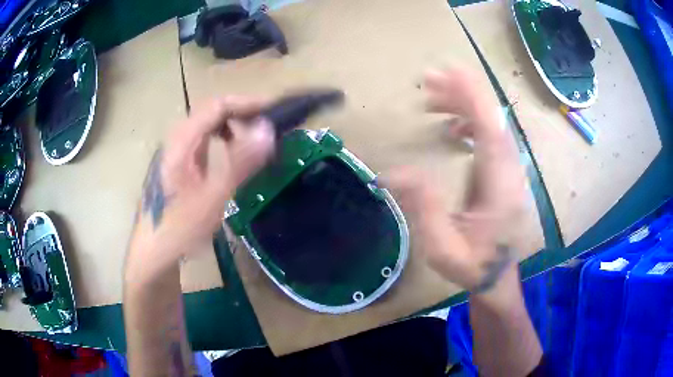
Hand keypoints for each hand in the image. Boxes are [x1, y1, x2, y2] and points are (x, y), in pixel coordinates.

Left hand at [125, 96, 274, 281]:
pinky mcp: (178, 165)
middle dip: (242, 113)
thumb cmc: (179, 228)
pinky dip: (222, 141)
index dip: (247, 103)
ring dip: (232, 127)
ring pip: (207, 127)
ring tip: (254, 140)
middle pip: (211, 112)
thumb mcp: (212, 197)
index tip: (275, 110)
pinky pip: (203, 142)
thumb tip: (268, 130)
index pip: (217, 105)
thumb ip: (240, 162)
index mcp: (181, 141)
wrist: (152, 253)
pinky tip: (231, 156)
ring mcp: (175, 153)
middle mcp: (176, 140)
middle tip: (269, 127)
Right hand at [382, 68, 526, 291]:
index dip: (471, 98)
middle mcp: (510, 171)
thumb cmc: (472, 265)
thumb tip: (390, 174)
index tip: (446, 73)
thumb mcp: (442, 248)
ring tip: (430, 102)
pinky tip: (450, 128)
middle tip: (428, 81)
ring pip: (491, 124)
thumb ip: (422, 209)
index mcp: (500, 187)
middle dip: (463, 94)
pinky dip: (469, 123)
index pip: (490, 130)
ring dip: (464, 106)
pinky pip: (489, 136)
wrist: (497, 276)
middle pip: (492, 119)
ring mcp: (509, 170)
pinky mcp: (503, 171)